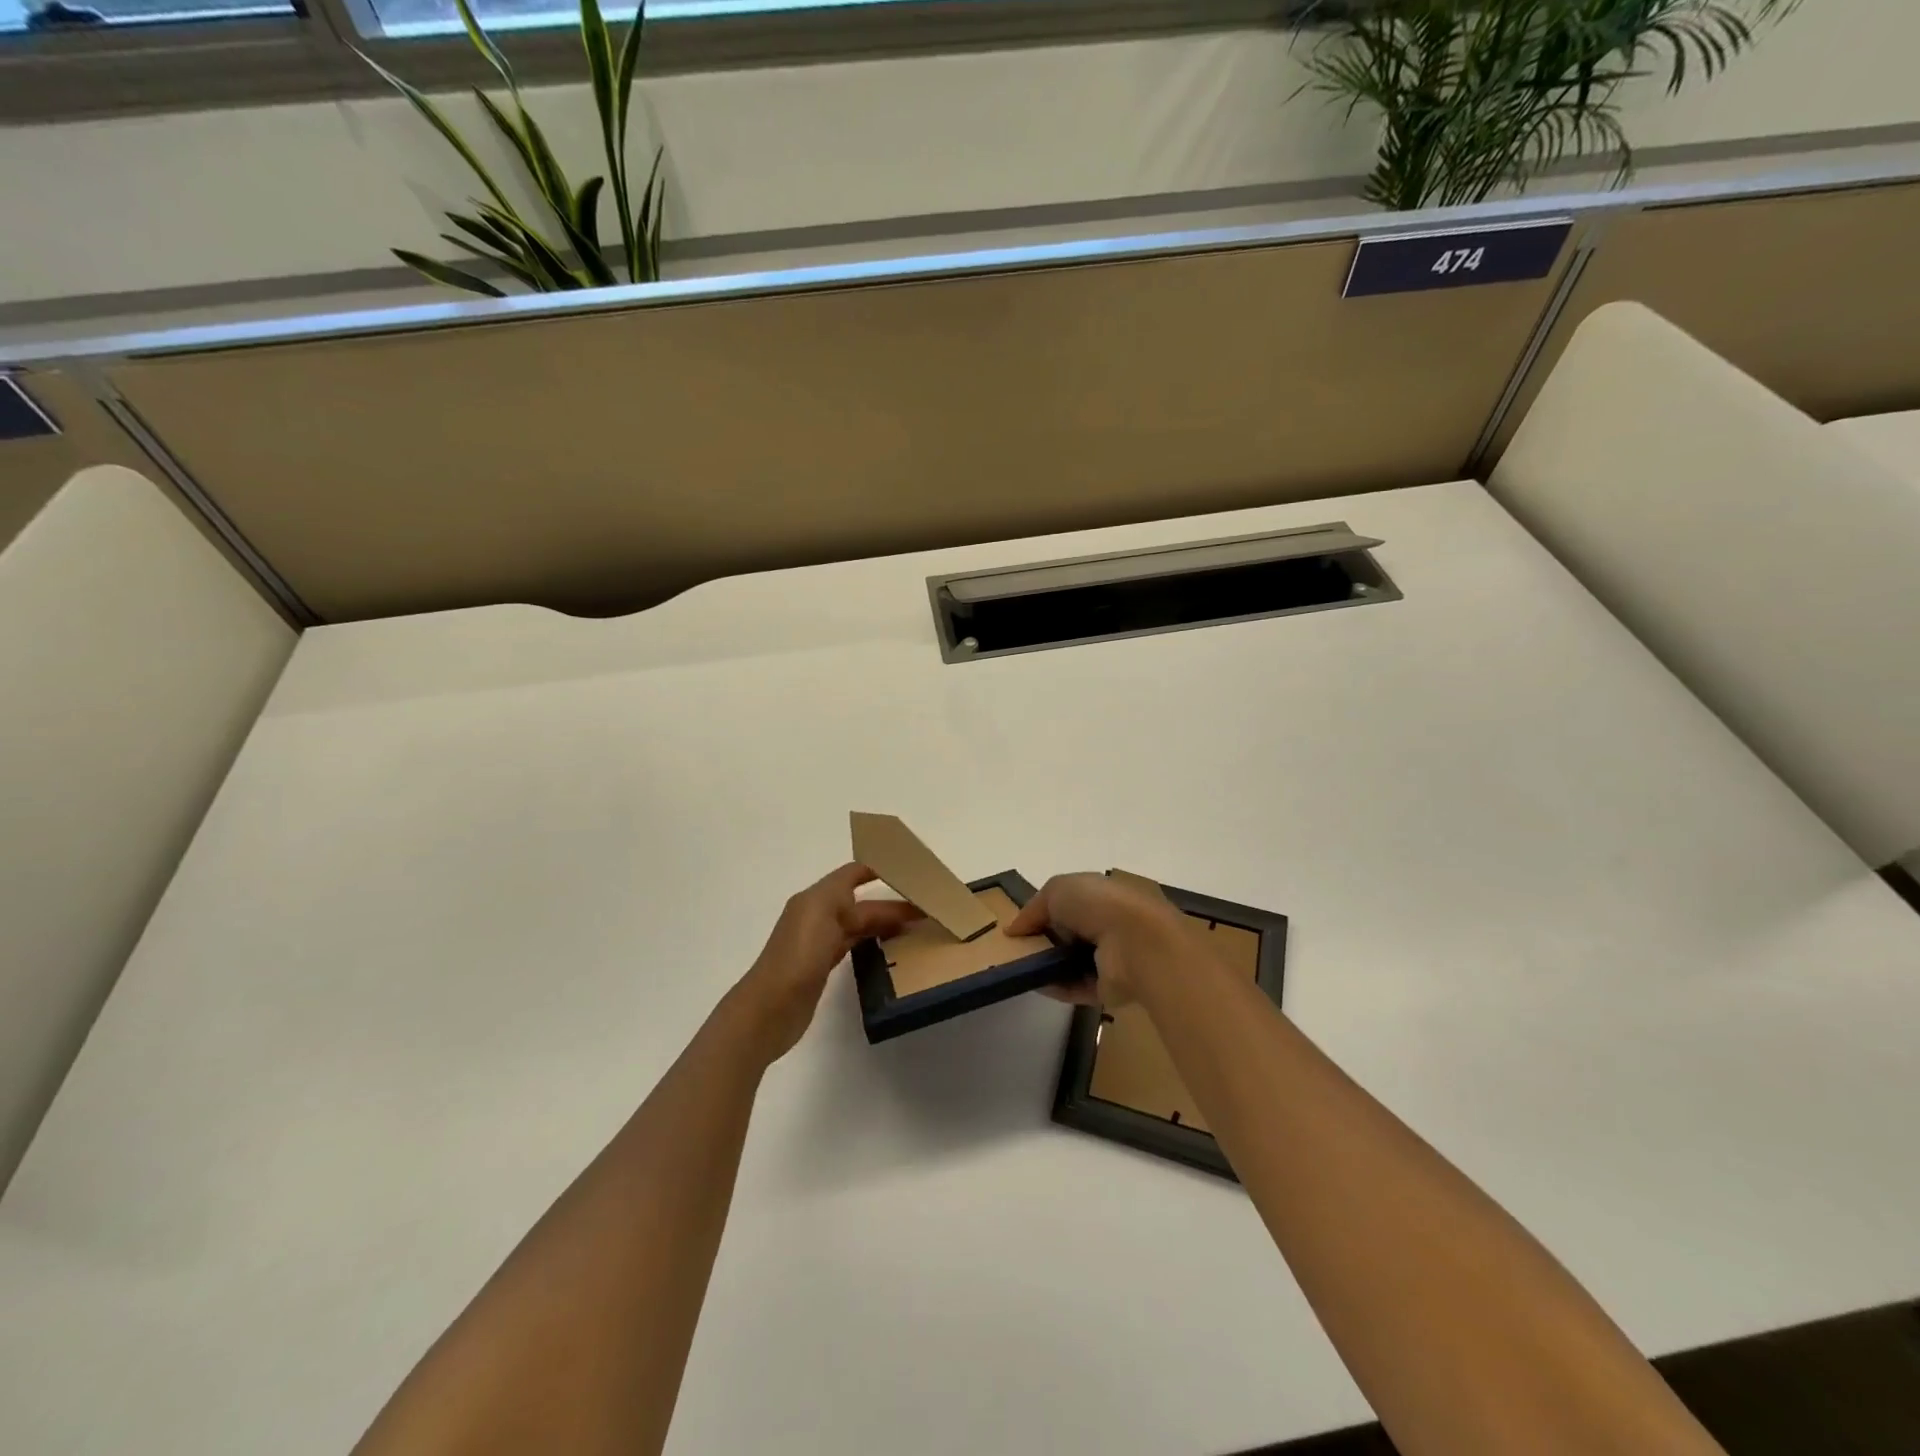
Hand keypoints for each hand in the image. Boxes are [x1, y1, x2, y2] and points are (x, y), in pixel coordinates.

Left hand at [726, 863, 920, 1063]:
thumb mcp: (822, 912)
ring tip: (916, 928)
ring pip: (859, 924)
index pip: (852, 874)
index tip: (912, 872)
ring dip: (885, 923)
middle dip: (891, 903)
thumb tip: (871, 895)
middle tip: (926, 910)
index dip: (879, 869)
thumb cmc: (798, 956)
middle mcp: (817, 915)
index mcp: (816, 898)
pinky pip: (854, 945)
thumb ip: (847, 896)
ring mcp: (819, 942)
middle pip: (861, 903)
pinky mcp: (822, 967)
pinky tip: (890, 948)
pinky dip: (873, 942)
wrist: (769, 1010)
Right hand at [1004, 871, 1191, 1007]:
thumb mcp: (1058, 890)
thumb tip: (1014, 929)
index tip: (1022, 927)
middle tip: (1018, 949)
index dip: (1046, 912)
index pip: (1072, 903)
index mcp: (1104, 895)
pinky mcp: (1112, 987)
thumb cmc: (1099, 905)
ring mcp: (1113, 957)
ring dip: (1049, 965)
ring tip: (1020, 969)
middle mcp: (1110, 924)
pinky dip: (1057, 987)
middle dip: (1046, 940)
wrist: (1137, 943)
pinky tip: (1035, 984)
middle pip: (1071, 934)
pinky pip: (1078, 987)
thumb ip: (1033, 908)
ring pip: (1073, 962)